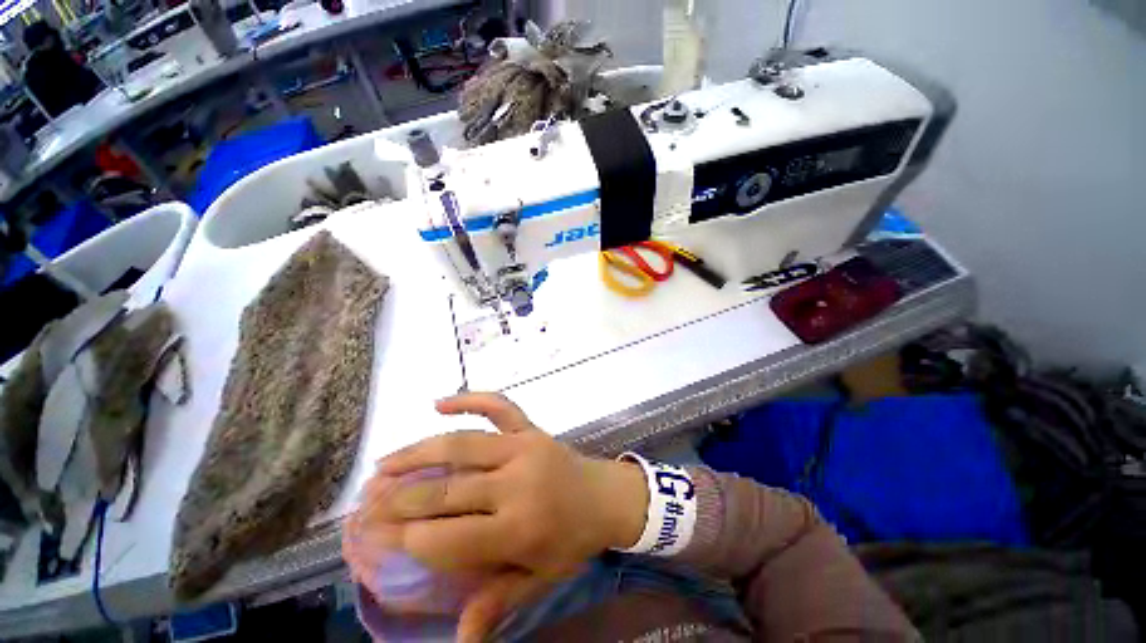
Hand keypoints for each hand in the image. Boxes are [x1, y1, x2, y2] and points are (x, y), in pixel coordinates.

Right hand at [362, 392, 648, 577]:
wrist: (607, 495)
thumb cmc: (572, 540)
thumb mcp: (540, 579)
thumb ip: (499, 602)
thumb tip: (460, 640)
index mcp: (518, 528)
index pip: (447, 538)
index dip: (405, 538)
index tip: (372, 536)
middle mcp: (516, 482)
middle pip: (446, 490)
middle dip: (399, 498)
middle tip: (366, 502)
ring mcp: (524, 446)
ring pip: (462, 444)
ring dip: (418, 451)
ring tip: (384, 463)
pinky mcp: (531, 427)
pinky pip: (499, 406)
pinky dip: (471, 399)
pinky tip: (439, 402)